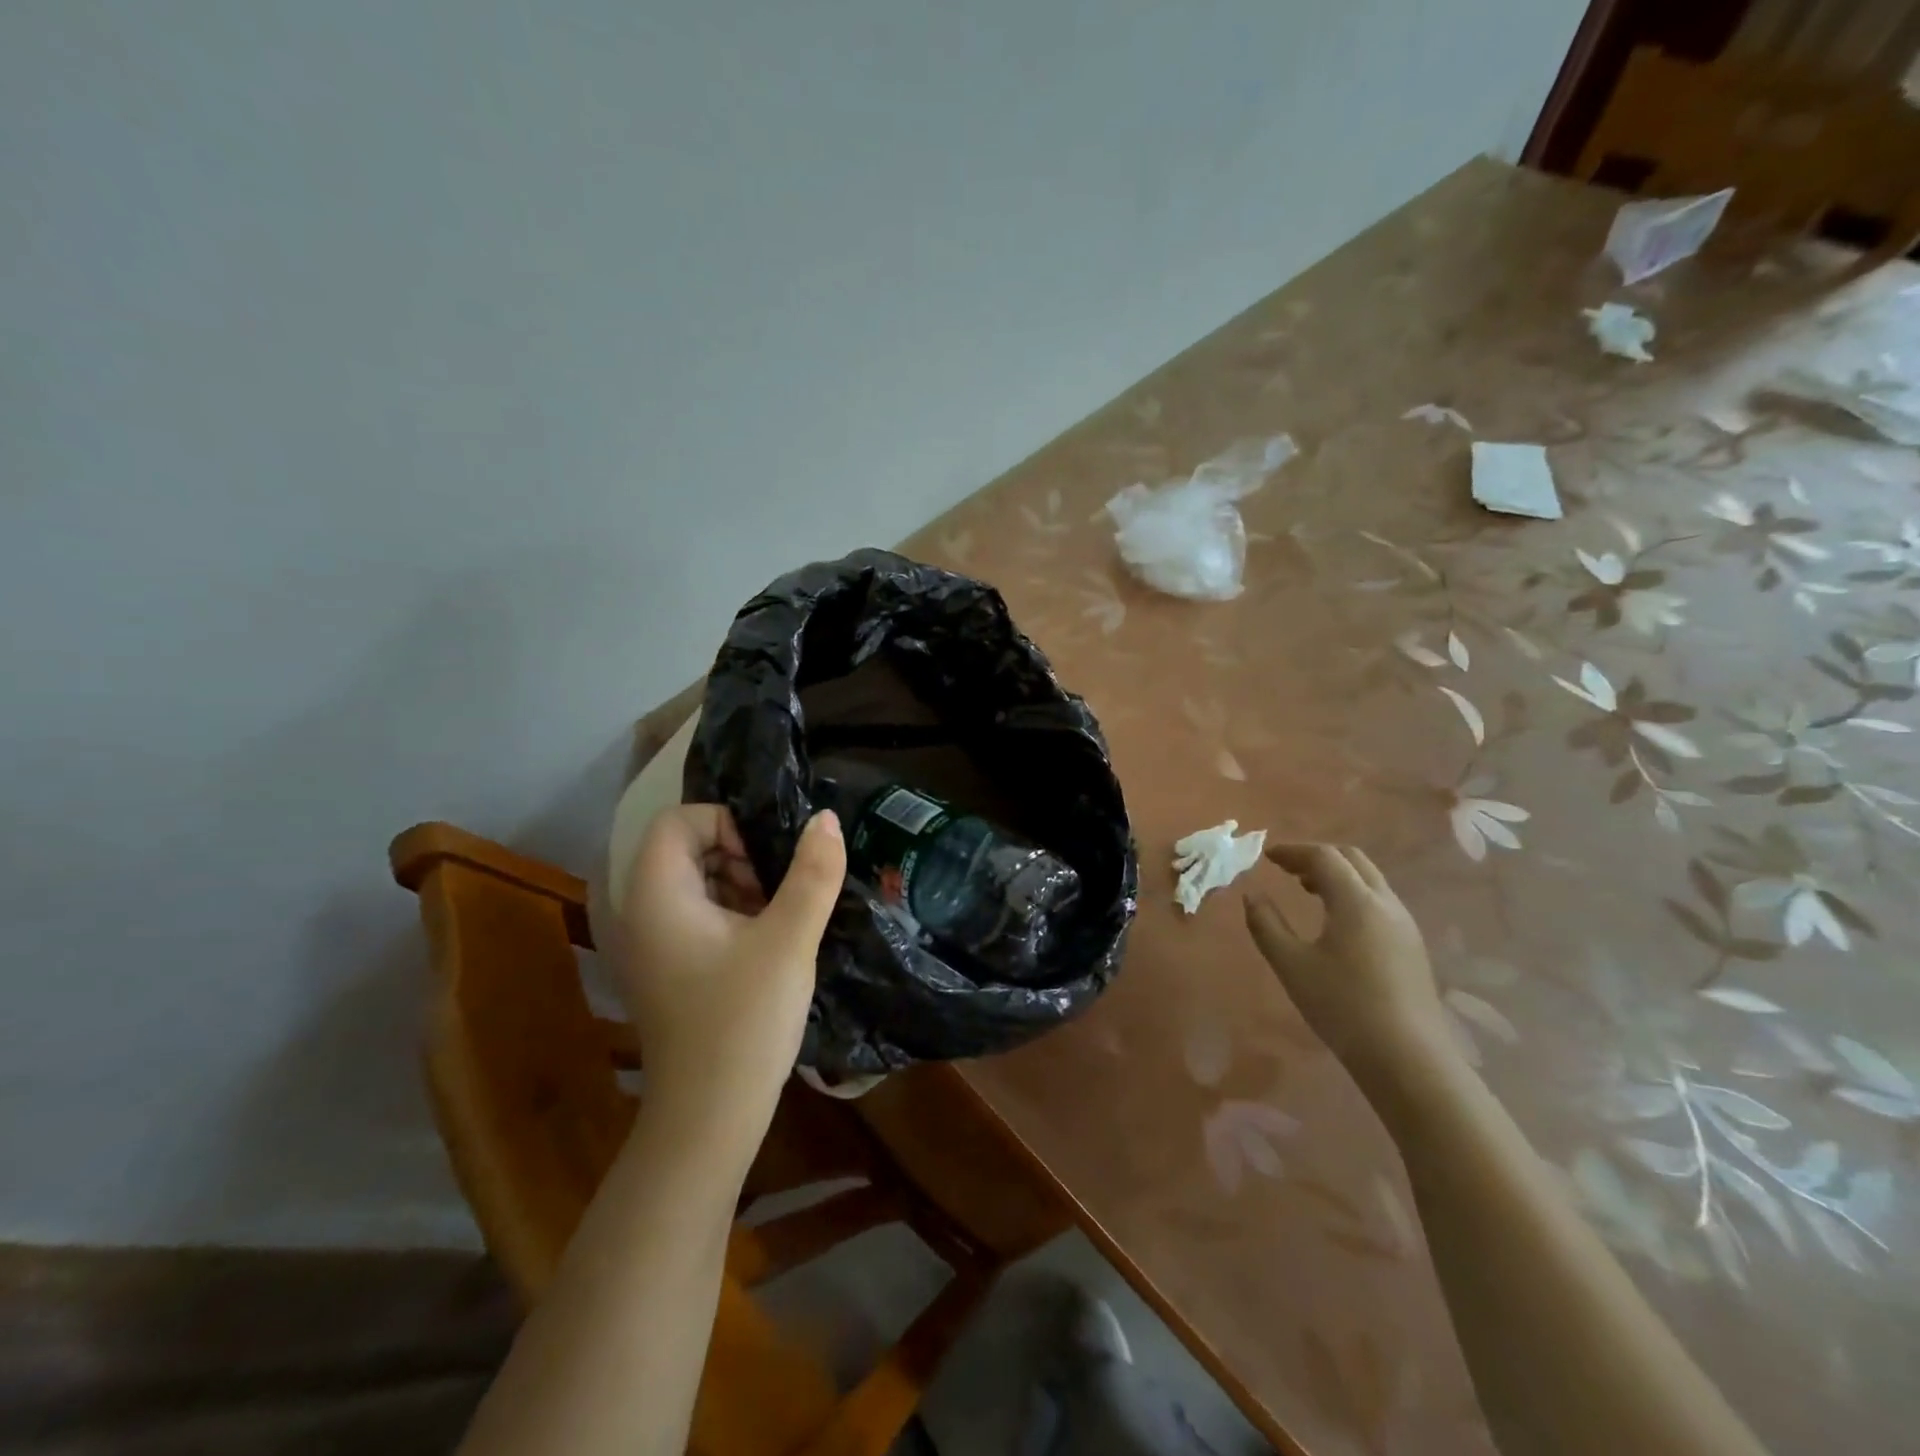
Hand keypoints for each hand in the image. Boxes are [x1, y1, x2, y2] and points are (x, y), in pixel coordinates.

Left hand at [617, 805, 845, 1127]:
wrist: (710, 1118)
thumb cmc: (744, 1021)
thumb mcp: (789, 940)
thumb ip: (813, 873)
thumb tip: (825, 818)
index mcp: (657, 895)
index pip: (679, 820)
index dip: (727, 825)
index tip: (765, 863)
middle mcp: (642, 911)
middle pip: (686, 847)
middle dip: (739, 856)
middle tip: (777, 892)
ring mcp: (652, 943)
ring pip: (696, 881)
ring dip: (741, 885)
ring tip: (778, 920)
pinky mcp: (668, 967)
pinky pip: (697, 914)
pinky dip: (732, 913)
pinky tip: (766, 945)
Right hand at [1243, 844, 1447, 1079]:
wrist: (1408, 1059)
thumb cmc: (1342, 1007)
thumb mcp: (1291, 965)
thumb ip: (1266, 925)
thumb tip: (1252, 895)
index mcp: (1356, 901)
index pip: (1324, 856)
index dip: (1293, 851)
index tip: (1267, 857)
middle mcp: (1385, 903)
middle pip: (1352, 859)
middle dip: (1317, 856)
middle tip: (1287, 869)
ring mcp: (1404, 925)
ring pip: (1369, 880)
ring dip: (1337, 875)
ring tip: (1307, 890)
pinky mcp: (1412, 946)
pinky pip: (1379, 901)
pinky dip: (1352, 894)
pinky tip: (1335, 921)